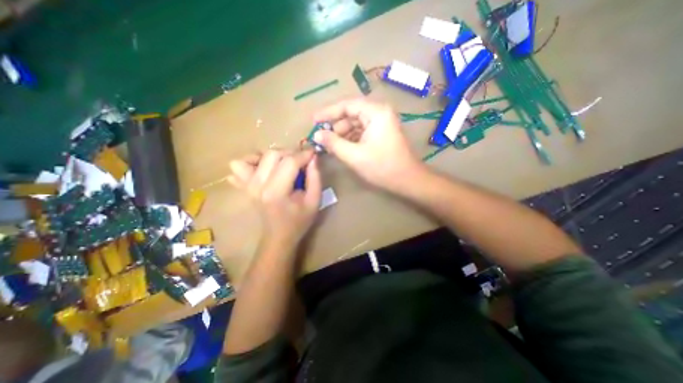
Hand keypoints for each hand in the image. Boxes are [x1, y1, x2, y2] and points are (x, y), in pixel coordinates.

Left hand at [227, 150, 320, 250]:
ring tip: (283, 164)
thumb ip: (315, 178)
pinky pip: (239, 165)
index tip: (313, 153)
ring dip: (272, 156)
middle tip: (301, 161)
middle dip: (290, 153)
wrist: (279, 236)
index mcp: (277, 192)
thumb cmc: (299, 221)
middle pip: (272, 155)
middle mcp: (258, 186)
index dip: (304, 154)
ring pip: (255, 156)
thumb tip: (313, 157)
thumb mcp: (314, 201)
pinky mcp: (243, 186)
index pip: (289, 162)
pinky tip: (265, 169)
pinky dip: (252, 162)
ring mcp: (247, 185)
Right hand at [312, 97, 425, 190]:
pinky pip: (361, 132)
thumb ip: (333, 143)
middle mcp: (379, 113)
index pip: (347, 105)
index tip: (313, 120)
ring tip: (329, 145)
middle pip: (351, 114)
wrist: (407, 180)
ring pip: (355, 124)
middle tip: (320, 137)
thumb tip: (317, 135)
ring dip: (342, 134)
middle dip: (335, 126)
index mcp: (376, 112)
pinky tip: (341, 148)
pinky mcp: (381, 134)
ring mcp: (381, 123)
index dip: (328, 112)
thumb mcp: (354, 155)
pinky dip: (350, 139)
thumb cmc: (382, 167)